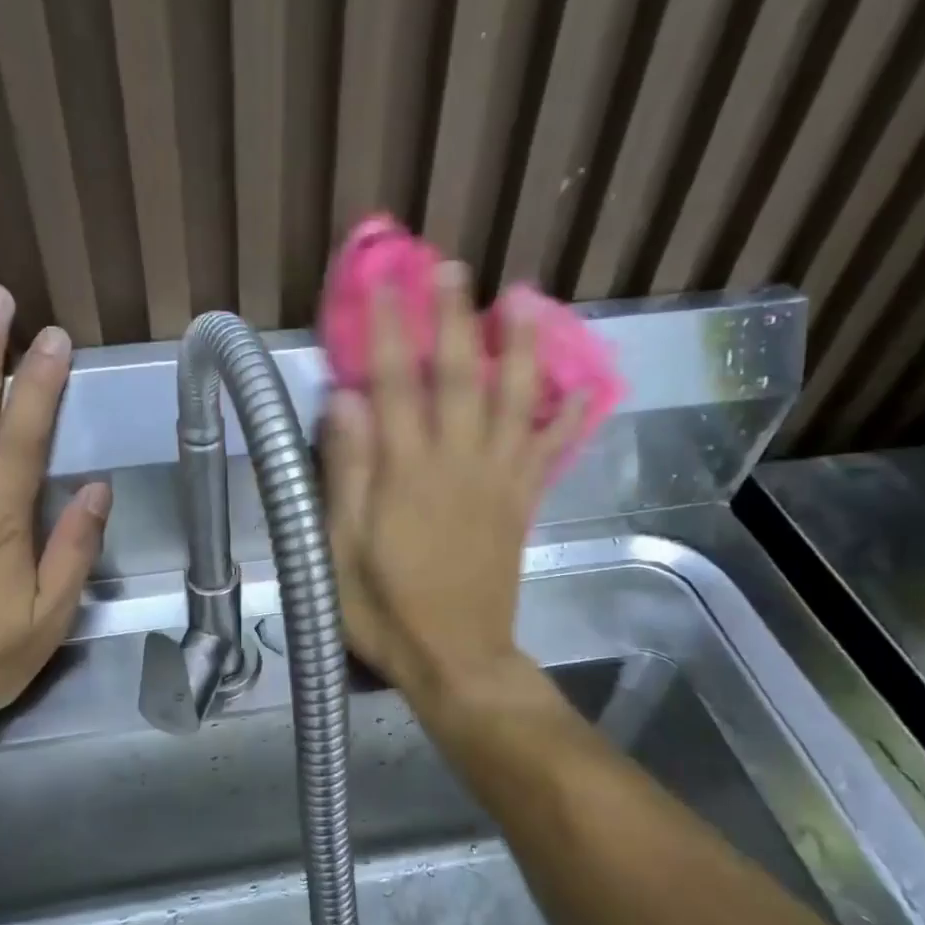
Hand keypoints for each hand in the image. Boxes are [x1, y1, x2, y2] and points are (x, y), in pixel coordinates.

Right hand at [322, 267, 582, 710]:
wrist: (456, 658)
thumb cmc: (386, 608)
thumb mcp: (340, 549)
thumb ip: (345, 472)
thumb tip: (343, 398)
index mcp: (408, 472)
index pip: (397, 382)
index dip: (391, 327)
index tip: (386, 282)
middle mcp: (460, 462)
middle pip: (463, 375)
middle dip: (456, 317)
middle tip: (454, 267)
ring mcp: (500, 480)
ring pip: (517, 399)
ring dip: (521, 346)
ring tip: (525, 299)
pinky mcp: (522, 503)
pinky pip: (550, 450)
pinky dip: (570, 416)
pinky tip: (584, 387)